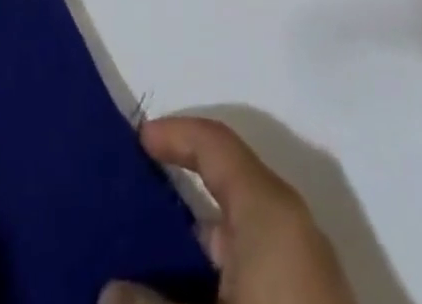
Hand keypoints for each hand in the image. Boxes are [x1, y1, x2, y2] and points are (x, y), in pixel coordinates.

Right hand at [102, 117, 356, 303]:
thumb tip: (112, 291)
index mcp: (270, 208)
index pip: (217, 144)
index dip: (176, 135)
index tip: (139, 138)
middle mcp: (291, 227)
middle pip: (229, 191)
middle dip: (181, 198)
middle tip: (134, 205)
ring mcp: (306, 272)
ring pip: (241, 239)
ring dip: (197, 249)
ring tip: (149, 264)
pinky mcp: (309, 303)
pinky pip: (257, 272)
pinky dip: (221, 277)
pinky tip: (188, 299)